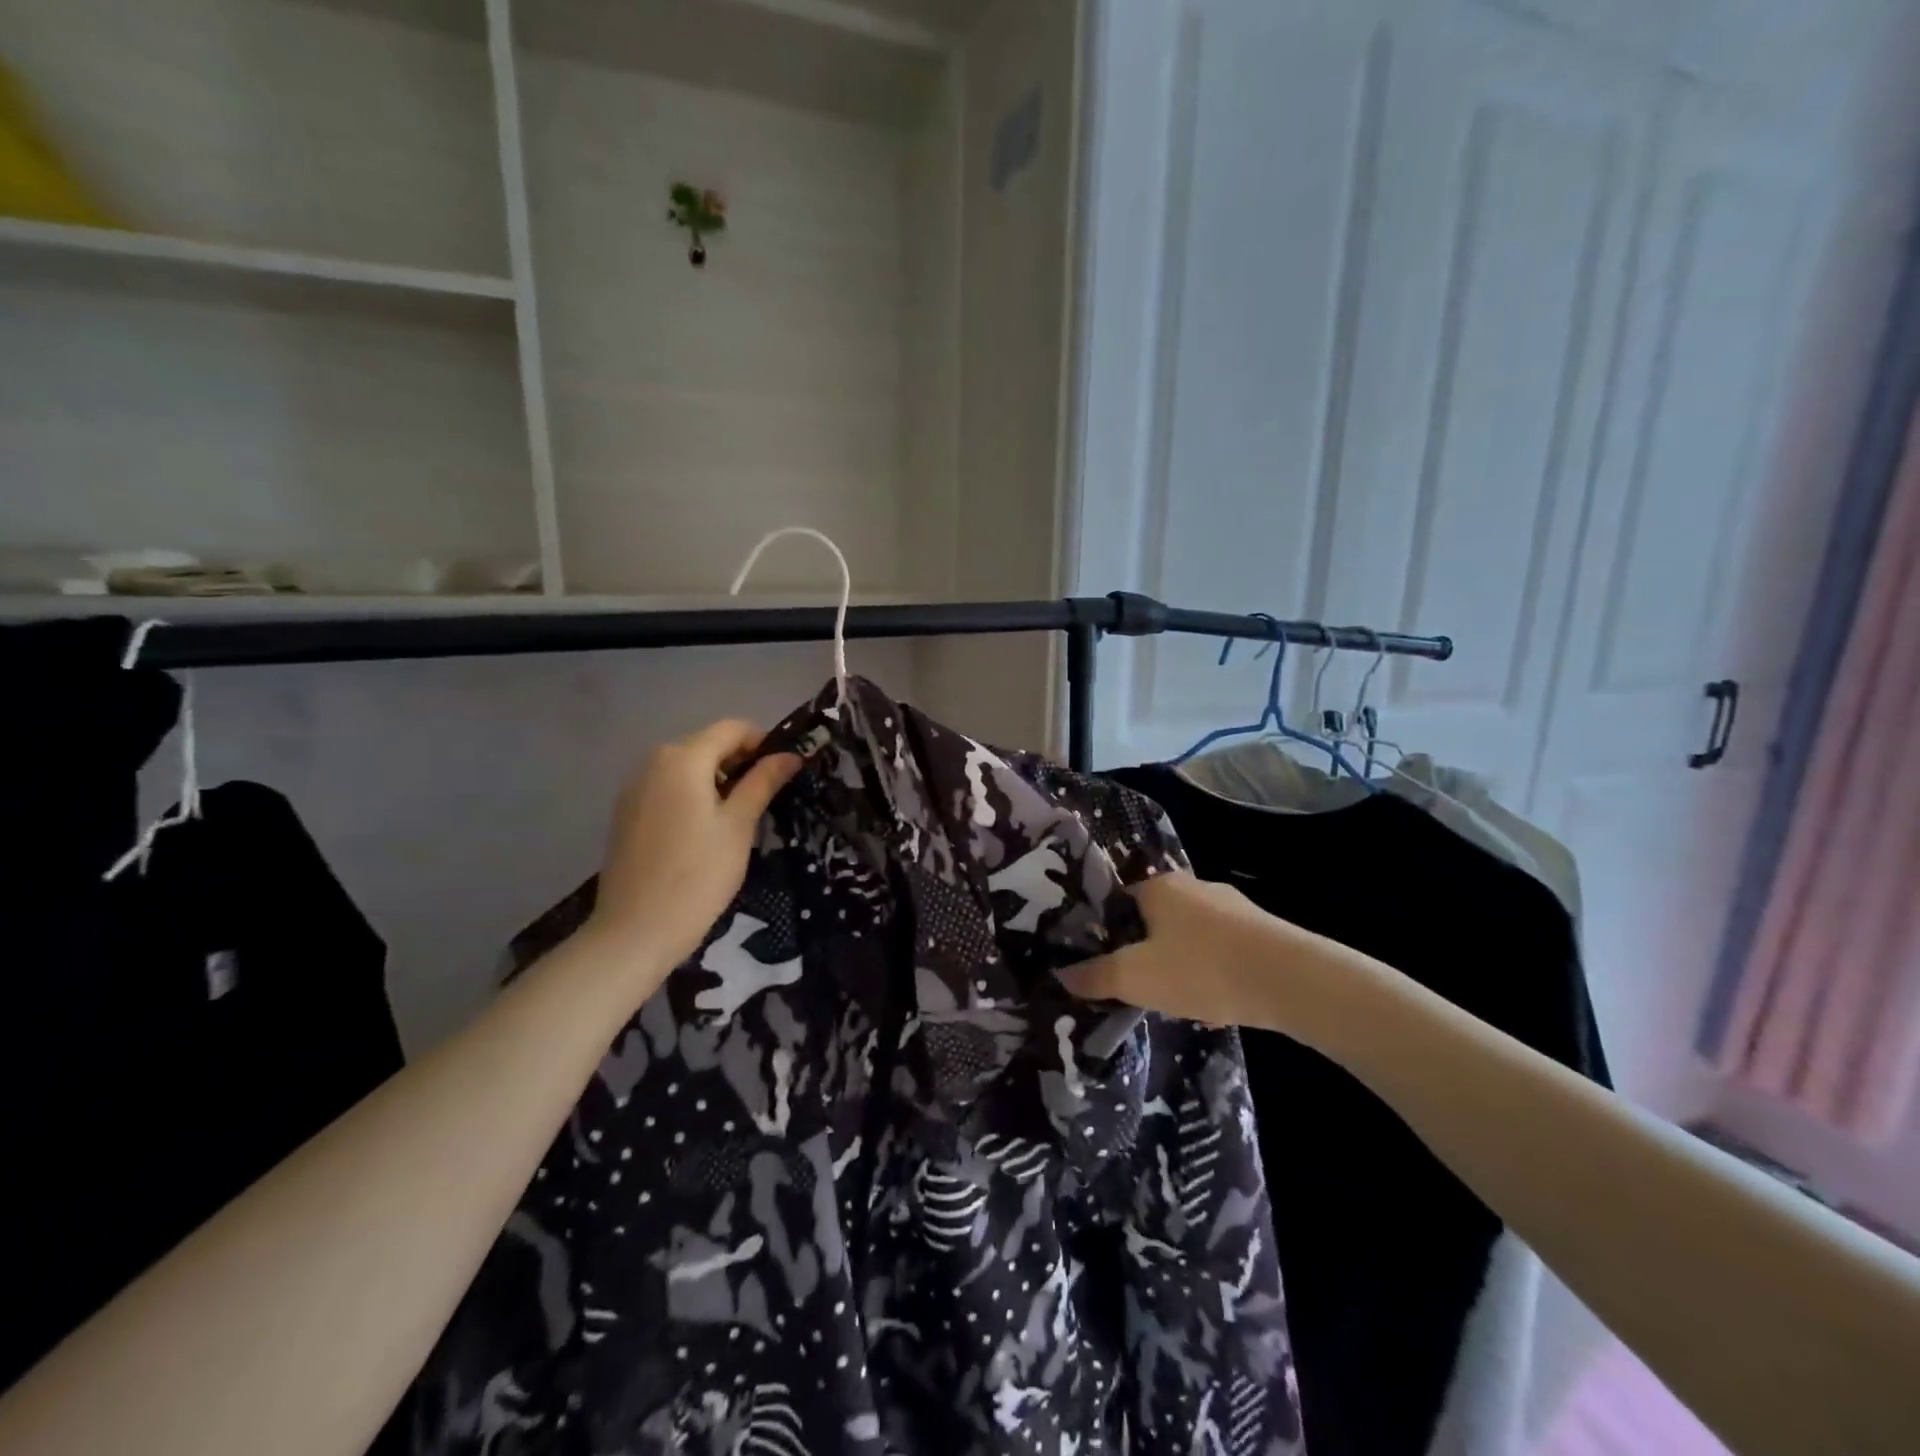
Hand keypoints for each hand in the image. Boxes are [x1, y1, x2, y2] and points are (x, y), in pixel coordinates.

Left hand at [584, 720, 801, 987]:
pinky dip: (693, 796)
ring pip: (687, 768)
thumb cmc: (698, 875)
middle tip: (768, 798)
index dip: (763, 742)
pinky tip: (705, 833)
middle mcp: (653, 762)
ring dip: (717, 780)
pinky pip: (668, 789)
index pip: (732, 728)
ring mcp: (634, 788)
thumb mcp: (739, 826)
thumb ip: (763, 782)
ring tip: (740, 818)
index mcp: (682, 758)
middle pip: (707, 745)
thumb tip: (790, 755)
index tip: (785, 771)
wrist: (635, 931)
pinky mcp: (626, 813)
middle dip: (741, 762)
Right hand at [1060, 872, 1315, 1028]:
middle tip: (1139, 985)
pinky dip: (1212, 969)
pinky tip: (1216, 1000)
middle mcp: (1194, 885)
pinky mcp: (1262, 929)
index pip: (1119, 901)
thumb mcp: (1135, 979)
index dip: (1107, 933)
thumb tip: (1061, 975)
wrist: (1290, 980)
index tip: (1106, 965)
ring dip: (1180, 961)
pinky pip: (1222, 947)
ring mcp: (1232, 905)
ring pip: (1190, 933)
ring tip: (1178, 998)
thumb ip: (1095, 977)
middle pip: (1155, 917)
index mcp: (1159, 887)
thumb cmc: (1200, 969)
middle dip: (1145, 949)